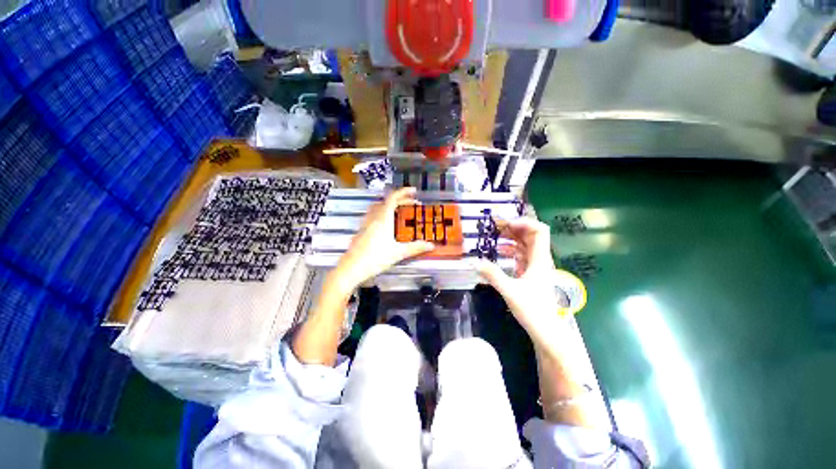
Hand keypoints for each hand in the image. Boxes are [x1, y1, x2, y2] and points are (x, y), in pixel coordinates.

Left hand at [331, 187, 433, 293]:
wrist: (352, 268)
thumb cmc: (376, 258)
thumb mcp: (398, 253)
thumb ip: (415, 248)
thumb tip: (431, 245)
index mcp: (383, 219)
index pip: (393, 198)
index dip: (404, 192)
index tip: (414, 191)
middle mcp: (373, 218)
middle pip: (386, 202)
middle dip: (400, 200)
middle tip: (412, 204)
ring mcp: (365, 224)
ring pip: (378, 207)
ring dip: (389, 205)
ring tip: (399, 210)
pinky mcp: (361, 231)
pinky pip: (372, 215)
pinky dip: (382, 213)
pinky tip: (386, 224)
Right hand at [471, 218, 567, 348]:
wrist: (546, 330)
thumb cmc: (532, 310)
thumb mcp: (509, 290)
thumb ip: (492, 275)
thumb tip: (473, 261)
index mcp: (539, 259)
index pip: (539, 231)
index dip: (524, 222)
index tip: (506, 224)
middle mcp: (540, 259)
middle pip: (531, 235)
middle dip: (514, 227)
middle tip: (495, 226)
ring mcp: (536, 266)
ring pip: (526, 245)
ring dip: (512, 237)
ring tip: (495, 235)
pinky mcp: (532, 273)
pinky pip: (522, 255)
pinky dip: (512, 249)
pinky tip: (500, 251)